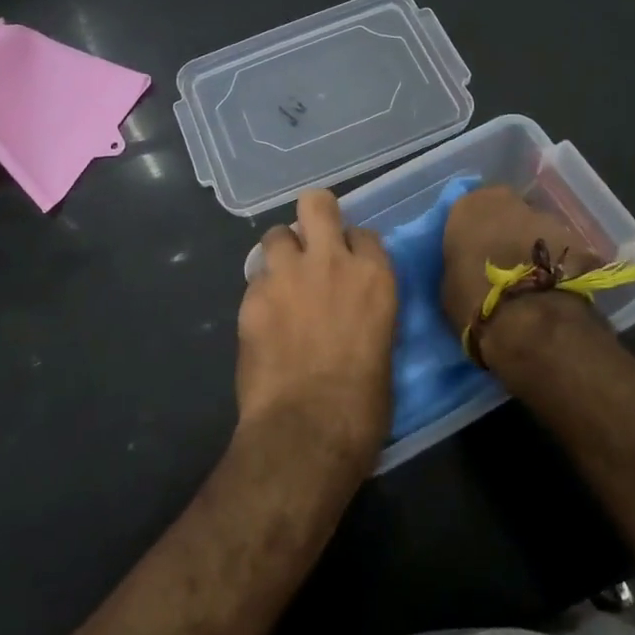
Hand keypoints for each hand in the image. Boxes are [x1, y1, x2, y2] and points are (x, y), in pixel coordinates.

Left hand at [236, 189, 396, 472]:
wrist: (307, 429)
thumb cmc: (362, 404)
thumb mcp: (382, 349)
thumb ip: (367, 314)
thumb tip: (353, 315)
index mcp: (374, 277)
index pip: (363, 234)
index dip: (352, 247)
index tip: (348, 265)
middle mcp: (331, 262)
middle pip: (317, 204)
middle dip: (314, 215)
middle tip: (311, 243)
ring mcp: (287, 275)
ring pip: (277, 234)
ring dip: (281, 252)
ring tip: (282, 281)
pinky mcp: (253, 296)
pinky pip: (256, 278)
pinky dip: (261, 290)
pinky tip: (264, 316)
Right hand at [440, 186, 600, 356]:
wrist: (531, 320)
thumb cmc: (475, 301)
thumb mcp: (449, 284)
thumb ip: (459, 264)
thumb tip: (469, 266)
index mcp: (469, 207)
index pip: (465, 212)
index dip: (471, 234)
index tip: (471, 254)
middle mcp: (508, 202)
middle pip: (504, 213)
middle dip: (504, 233)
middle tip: (501, 263)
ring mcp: (547, 217)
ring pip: (534, 227)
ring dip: (532, 245)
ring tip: (530, 279)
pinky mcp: (578, 238)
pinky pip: (559, 247)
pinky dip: (556, 261)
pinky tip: (554, 286)